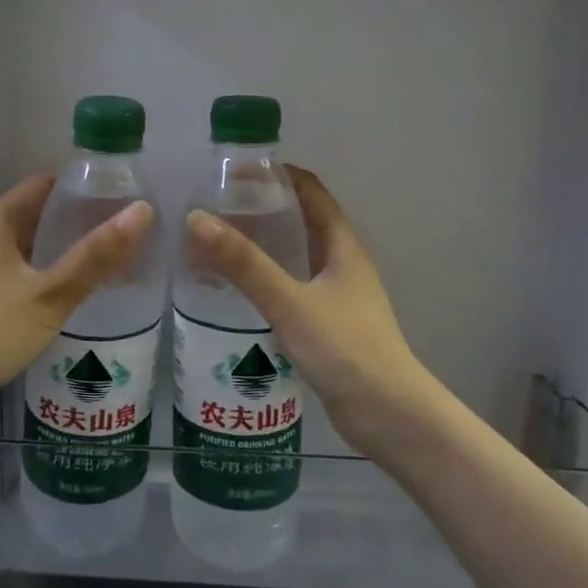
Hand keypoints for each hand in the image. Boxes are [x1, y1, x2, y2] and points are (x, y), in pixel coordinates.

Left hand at [0, 174, 153, 428]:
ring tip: (111, 252)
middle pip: (40, 211)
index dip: (84, 184)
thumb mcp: (51, 294)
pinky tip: (78, 283)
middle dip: (80, 215)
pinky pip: (24, 265)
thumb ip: (95, 255)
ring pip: (33, 241)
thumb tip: (142, 211)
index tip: (122, 192)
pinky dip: (51, 266)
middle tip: (125, 225)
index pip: (47, 183)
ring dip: (66, 244)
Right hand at [184, 166, 443, 456]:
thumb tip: (197, 219)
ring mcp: (335, 295)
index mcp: (342, 246)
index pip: (311, 192)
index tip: (235, 170)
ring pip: (294, 256)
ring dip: (261, 244)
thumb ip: (244, 263)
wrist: (390, 417)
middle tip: (215, 205)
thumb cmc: (346, 349)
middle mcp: (341, 263)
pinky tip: (233, 290)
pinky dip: (263, 278)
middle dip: (262, 207)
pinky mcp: (326, 324)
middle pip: (300, 221)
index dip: (278, 174)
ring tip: (216, 241)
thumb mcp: (289, 302)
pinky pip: (289, 286)